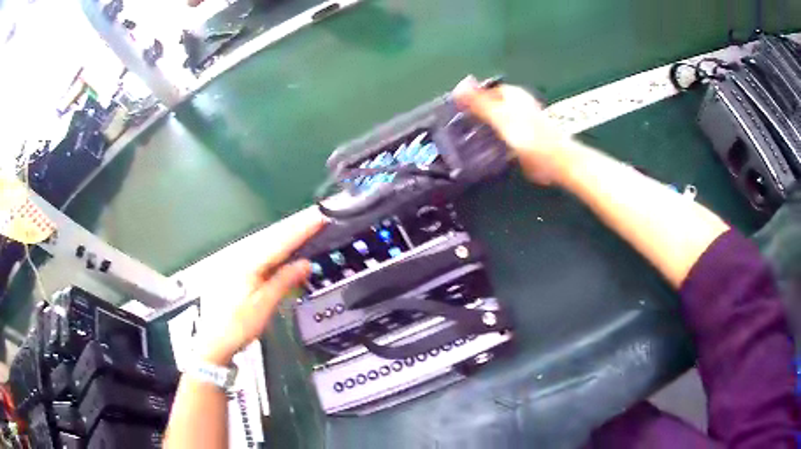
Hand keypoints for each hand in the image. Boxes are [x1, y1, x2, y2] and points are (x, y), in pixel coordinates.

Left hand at [201, 208, 325, 364]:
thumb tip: (305, 263)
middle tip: (317, 217)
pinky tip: (284, 249)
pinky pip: (261, 254)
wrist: (214, 341)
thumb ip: (284, 280)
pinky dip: (276, 249)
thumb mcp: (264, 305)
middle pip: (273, 238)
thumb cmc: (239, 326)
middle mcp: (241, 257)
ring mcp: (237, 263)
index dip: (302, 229)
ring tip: (306, 228)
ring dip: (287, 236)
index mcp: (249, 264)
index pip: (281, 242)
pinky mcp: (236, 271)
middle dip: (296, 227)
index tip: (320, 216)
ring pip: (267, 244)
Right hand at [453, 75, 572, 184]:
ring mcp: (525, 122)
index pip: (486, 90)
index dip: (472, 98)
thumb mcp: (499, 116)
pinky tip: (488, 150)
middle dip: (478, 114)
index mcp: (513, 94)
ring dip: (487, 129)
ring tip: (470, 139)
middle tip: (461, 127)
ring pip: (499, 121)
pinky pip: (506, 136)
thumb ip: (479, 102)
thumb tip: (458, 86)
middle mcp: (520, 104)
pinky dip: (497, 141)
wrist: (554, 160)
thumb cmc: (527, 135)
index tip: (458, 111)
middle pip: (492, 105)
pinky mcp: (527, 139)